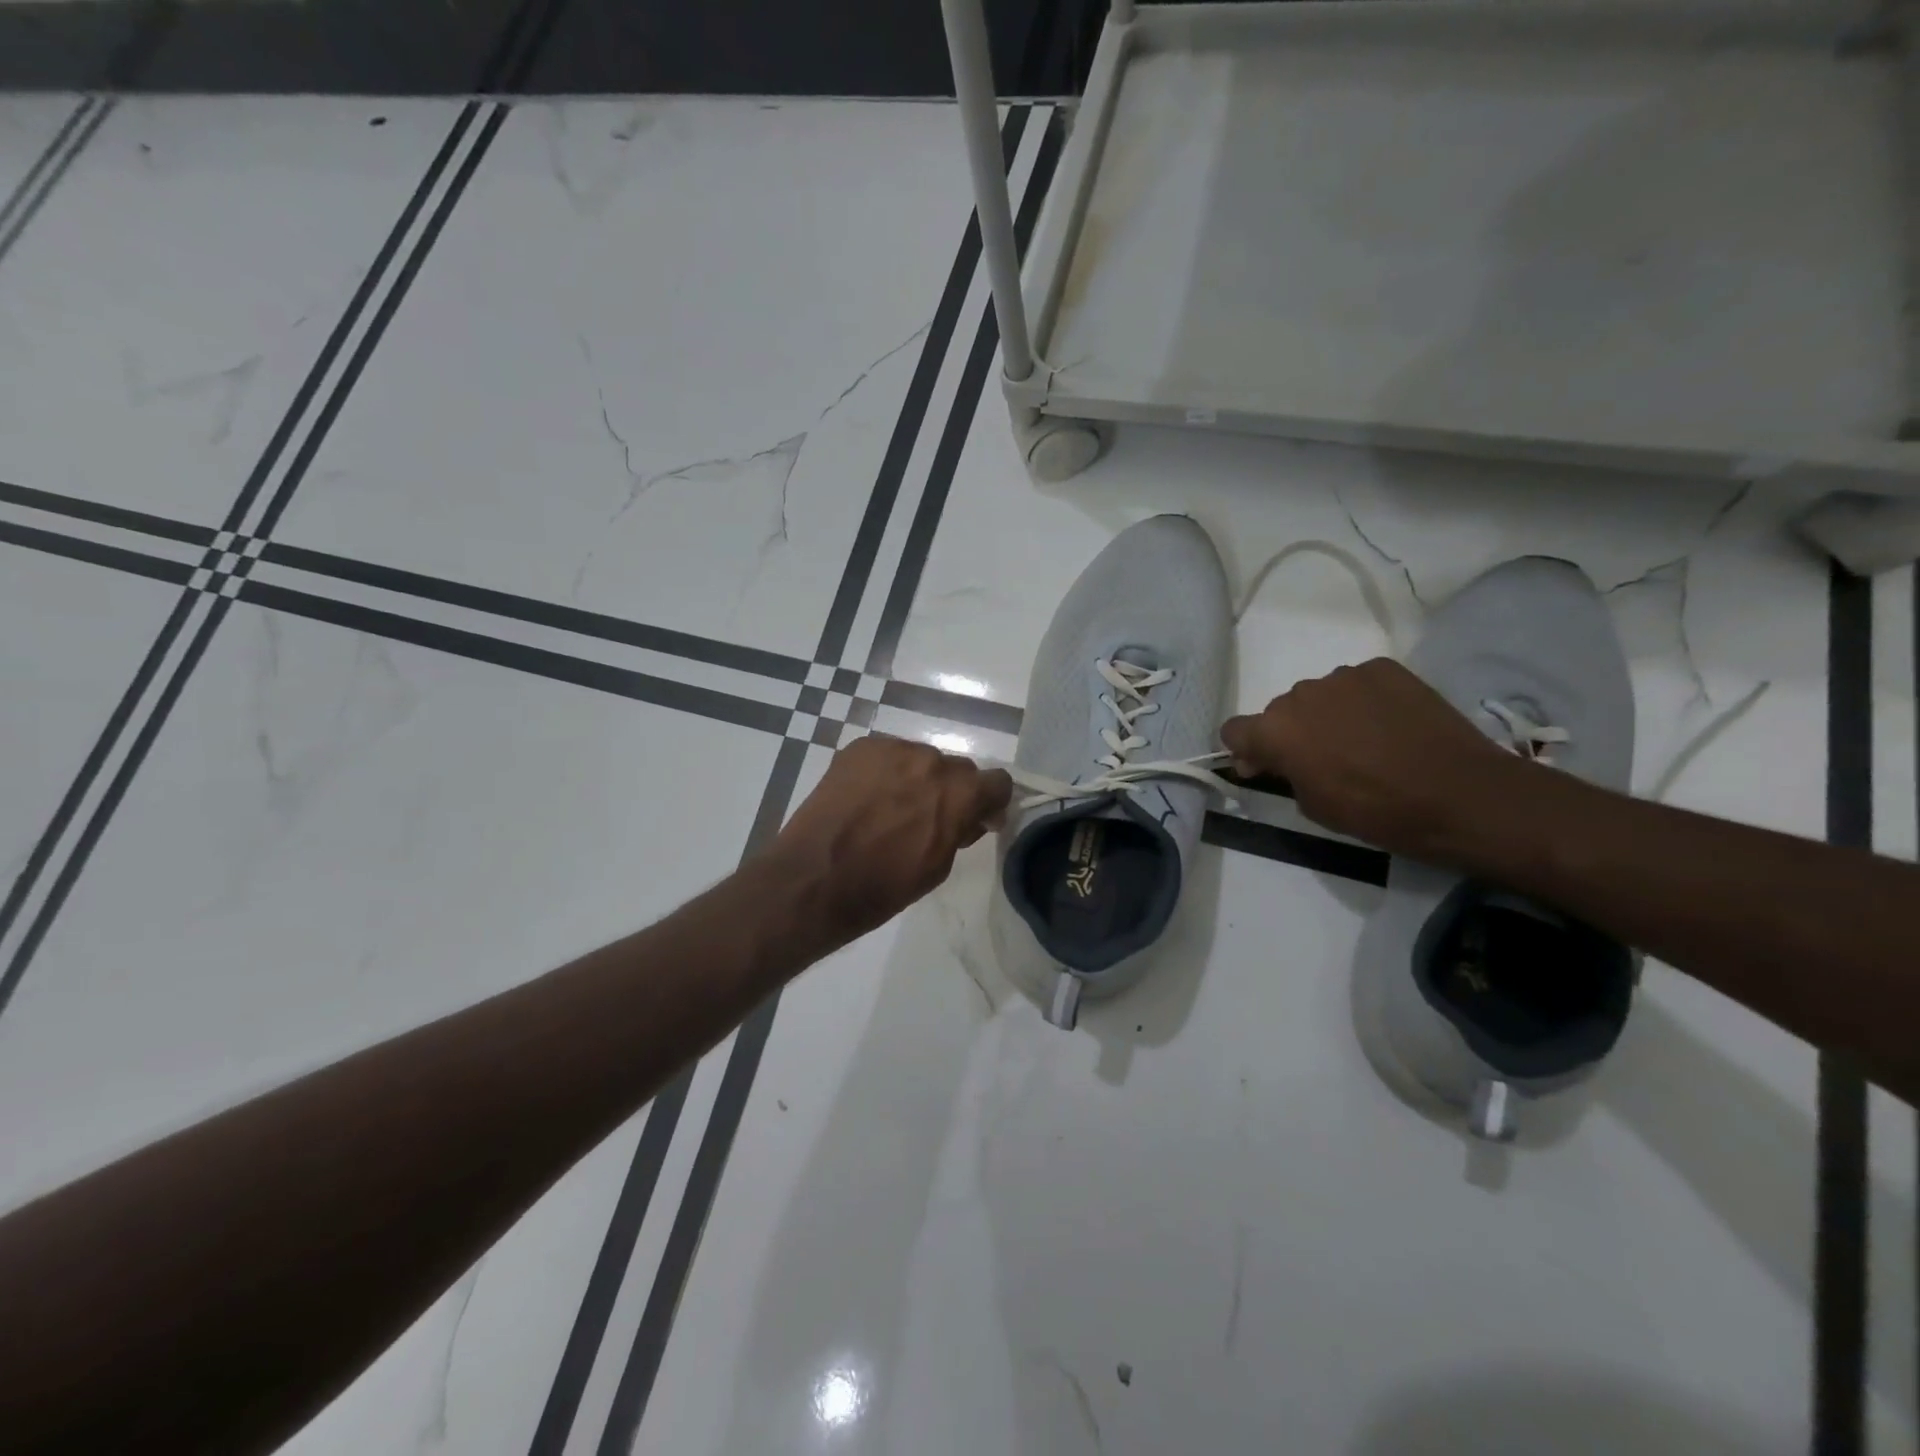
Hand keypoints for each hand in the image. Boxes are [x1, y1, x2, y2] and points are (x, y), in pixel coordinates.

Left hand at [765, 735, 1012, 951]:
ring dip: (916, 779)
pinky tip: (866, 798)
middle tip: (927, 818)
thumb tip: (973, 817)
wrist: (815, 878)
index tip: (976, 819)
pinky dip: (885, 773)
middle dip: (950, 791)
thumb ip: (962, 831)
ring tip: (890, 808)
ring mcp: (892, 749)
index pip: (998, 781)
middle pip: (957, 768)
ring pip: (920, 759)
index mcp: (959, 793)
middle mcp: (931, 760)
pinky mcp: (860, 748)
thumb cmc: (883, 886)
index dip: (990, 801)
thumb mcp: (938, 867)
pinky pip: (888, 755)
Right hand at [1220, 659, 1515, 859]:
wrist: (1461, 793)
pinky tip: (1391, 725)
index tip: (1267, 768)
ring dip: (1328, 715)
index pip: (1234, 730)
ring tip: (1365, 742)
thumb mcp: (1314, 805)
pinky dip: (1364, 702)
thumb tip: (1274, 760)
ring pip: (1320, 695)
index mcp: (1276, 730)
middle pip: (1280, 711)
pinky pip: (1358, 684)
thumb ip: (1284, 774)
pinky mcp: (1384, 668)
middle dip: (1293, 733)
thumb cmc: (1377, 811)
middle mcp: (1301, 694)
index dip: (1247, 750)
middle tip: (1325, 760)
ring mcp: (1345, 676)